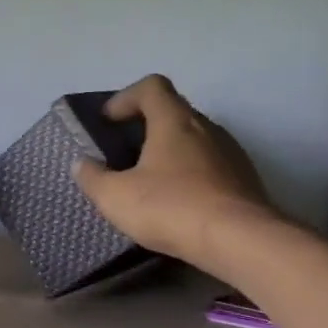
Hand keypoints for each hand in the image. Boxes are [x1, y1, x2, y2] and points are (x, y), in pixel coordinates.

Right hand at [72, 74, 278, 263]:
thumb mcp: (115, 197)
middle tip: (123, 153)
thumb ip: (93, 177)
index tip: (108, 121)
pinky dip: (189, 174)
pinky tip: (178, 202)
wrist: (241, 241)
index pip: (151, 87)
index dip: (126, 98)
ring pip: (194, 139)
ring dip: (170, 151)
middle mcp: (207, 127)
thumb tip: (82, 164)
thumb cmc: (171, 208)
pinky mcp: (245, 179)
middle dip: (145, 127)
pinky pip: (210, 165)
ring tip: (149, 180)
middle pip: (174, 112)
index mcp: (174, 121)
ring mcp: (231, 152)